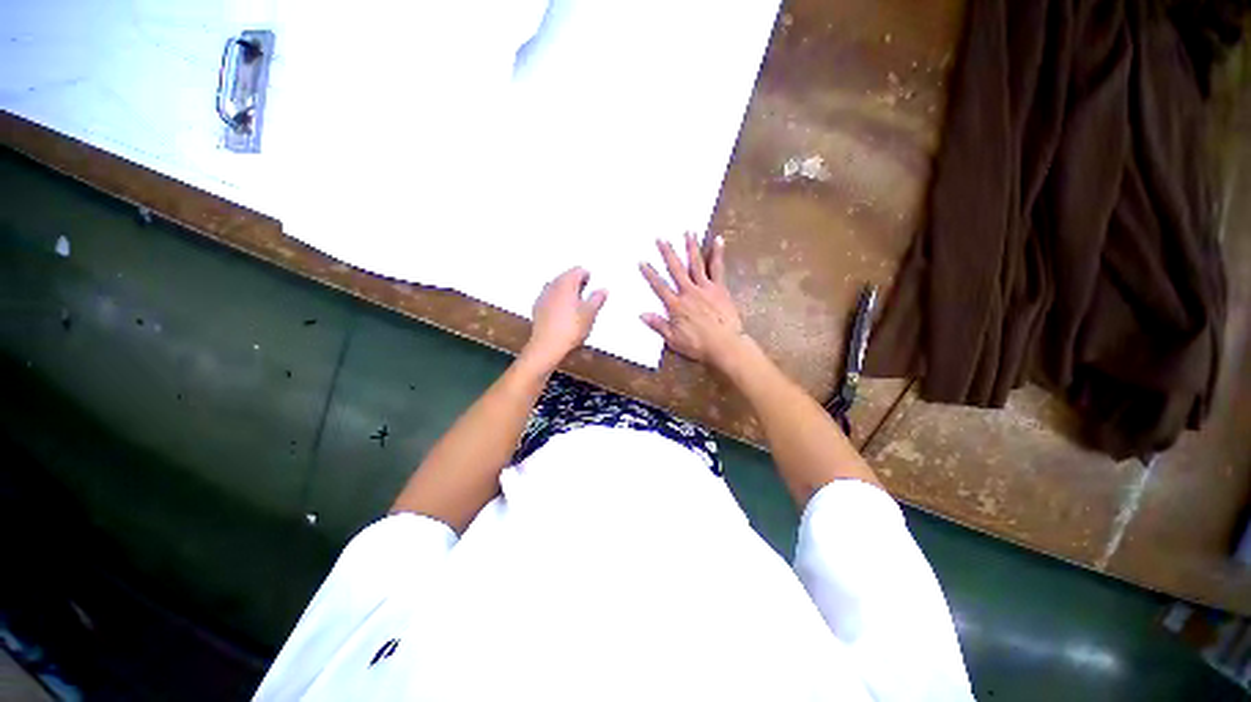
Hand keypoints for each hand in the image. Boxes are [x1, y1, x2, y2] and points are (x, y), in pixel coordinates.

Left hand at [522, 267, 607, 370]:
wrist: (547, 346)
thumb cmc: (570, 328)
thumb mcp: (590, 313)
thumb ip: (597, 299)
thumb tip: (602, 290)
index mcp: (566, 282)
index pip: (578, 271)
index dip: (588, 276)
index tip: (594, 283)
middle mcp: (552, 286)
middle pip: (566, 278)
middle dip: (577, 284)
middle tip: (588, 293)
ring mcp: (543, 297)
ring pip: (557, 288)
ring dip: (567, 293)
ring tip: (577, 305)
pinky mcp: (538, 309)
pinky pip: (551, 299)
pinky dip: (558, 302)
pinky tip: (565, 314)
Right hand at [639, 233, 745, 368]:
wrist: (725, 345)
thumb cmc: (698, 344)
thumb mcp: (674, 339)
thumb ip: (658, 325)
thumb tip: (642, 315)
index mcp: (676, 304)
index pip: (659, 286)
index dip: (650, 274)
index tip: (642, 261)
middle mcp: (689, 291)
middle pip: (676, 269)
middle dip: (667, 253)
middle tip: (661, 238)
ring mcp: (706, 288)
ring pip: (696, 263)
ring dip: (691, 247)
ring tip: (688, 231)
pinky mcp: (720, 288)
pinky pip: (718, 268)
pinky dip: (717, 253)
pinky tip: (718, 240)